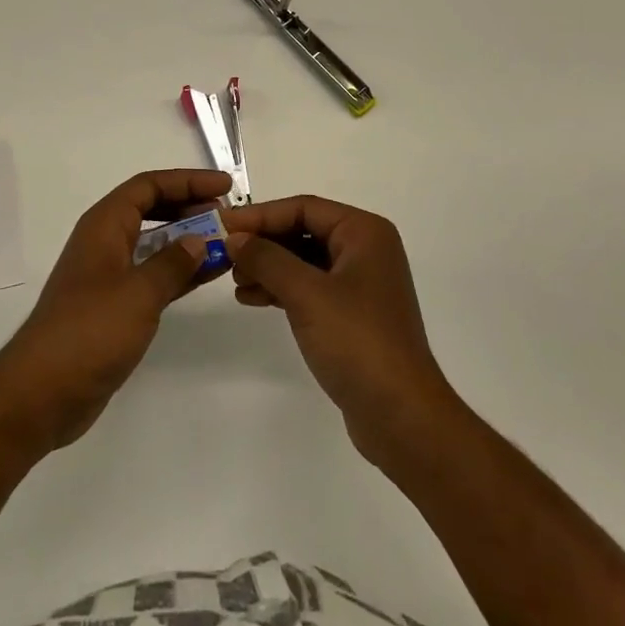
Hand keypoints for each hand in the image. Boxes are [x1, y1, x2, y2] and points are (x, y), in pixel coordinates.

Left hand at [0, 169, 230, 452]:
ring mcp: (109, 275)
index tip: (224, 186)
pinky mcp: (114, 306)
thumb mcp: (138, 293)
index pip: (148, 186)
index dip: (187, 181)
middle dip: (189, 206)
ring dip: (188, 239)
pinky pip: (153, 274)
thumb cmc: (89, 331)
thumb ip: (172, 263)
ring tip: (226, 240)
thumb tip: (199, 240)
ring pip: (154, 243)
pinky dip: (179, 270)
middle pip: (151, 208)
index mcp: (104, 226)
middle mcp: (105, 242)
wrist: (42, 393)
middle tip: (227, 213)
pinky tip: (207, 274)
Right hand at [225, 196, 457, 469]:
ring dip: (269, 267)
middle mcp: (365, 250)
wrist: (401, 417)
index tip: (223, 225)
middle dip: (264, 242)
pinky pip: (310, 287)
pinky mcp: (352, 314)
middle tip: (225, 254)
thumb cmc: (357, 342)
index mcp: (364, 233)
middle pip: (303, 231)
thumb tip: (234, 238)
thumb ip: (267, 259)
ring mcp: (360, 283)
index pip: (304, 208)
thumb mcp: (306, 294)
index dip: (261, 215)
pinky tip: (253, 299)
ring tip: (235, 281)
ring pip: (304, 260)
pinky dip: (282, 289)